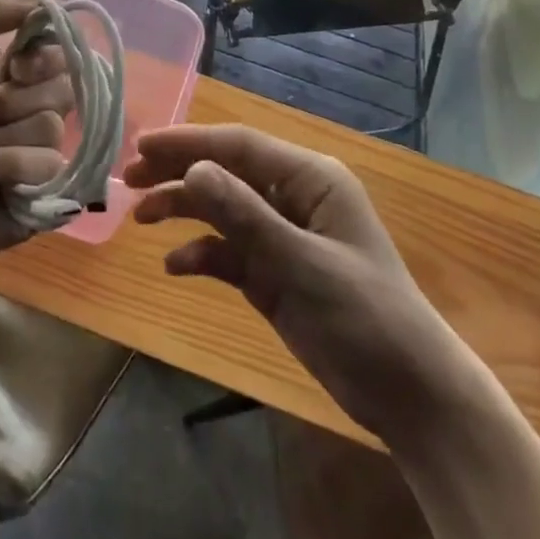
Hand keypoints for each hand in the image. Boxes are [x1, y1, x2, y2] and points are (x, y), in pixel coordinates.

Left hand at [0, 0, 70, 301]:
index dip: (40, 54)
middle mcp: (16, 112)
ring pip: (53, 125)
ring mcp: (29, 155)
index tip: (16, 65)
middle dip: (14, 101)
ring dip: (3, 140)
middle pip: (59, 85)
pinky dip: (10, 170)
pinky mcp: (40, 194)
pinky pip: (51, 165)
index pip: (47, 49)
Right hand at [125, 125, 485, 443]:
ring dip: (184, 210)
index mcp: (310, 179)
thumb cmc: (366, 317)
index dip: (189, 142)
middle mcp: (294, 197)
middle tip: (128, 178)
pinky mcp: (276, 273)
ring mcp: (284, 236)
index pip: (239, 146)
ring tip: (140, 218)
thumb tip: (192, 169)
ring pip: (223, 209)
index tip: (141, 146)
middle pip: (226, 172)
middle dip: (178, 171)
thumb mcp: (302, 264)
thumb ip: (245, 216)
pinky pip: (230, 251)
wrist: (411, 396)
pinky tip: (177, 267)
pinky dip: (203, 254)